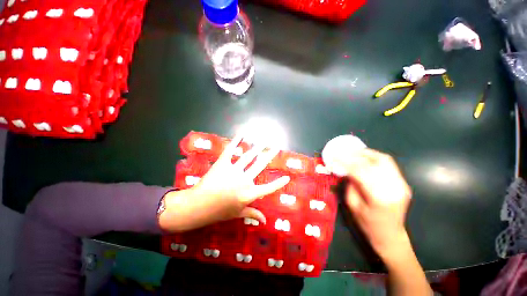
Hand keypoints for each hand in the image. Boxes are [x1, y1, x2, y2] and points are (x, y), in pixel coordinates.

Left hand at [159, 134, 289, 231]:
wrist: (198, 205)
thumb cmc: (219, 211)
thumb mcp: (238, 213)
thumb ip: (253, 214)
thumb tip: (266, 221)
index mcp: (249, 194)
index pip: (268, 189)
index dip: (278, 183)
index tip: (287, 177)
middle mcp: (244, 180)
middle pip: (260, 165)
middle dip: (270, 155)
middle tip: (276, 146)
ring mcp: (233, 170)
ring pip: (249, 156)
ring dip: (258, 147)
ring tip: (264, 140)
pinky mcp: (222, 163)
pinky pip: (230, 150)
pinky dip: (236, 141)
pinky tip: (242, 134)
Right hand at [338, 149, 411, 256]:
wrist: (391, 235)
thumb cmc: (368, 224)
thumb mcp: (353, 205)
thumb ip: (350, 184)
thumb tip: (347, 169)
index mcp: (379, 197)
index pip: (361, 171)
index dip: (346, 162)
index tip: (335, 156)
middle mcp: (393, 188)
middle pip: (374, 162)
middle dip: (356, 155)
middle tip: (344, 152)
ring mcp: (401, 184)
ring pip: (384, 160)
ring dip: (367, 154)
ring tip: (354, 152)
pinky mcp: (402, 183)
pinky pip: (388, 164)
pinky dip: (375, 158)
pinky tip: (365, 158)